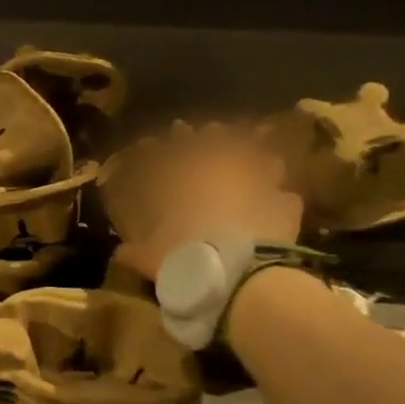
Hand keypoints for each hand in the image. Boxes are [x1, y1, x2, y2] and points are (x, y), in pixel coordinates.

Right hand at [114, 125, 305, 279]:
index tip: (173, 130)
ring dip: (257, 161)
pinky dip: (280, 200)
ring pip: (261, 160)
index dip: (172, 140)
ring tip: (255, 163)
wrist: (237, 273)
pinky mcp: (286, 205)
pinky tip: (278, 205)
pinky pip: (285, 197)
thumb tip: (118, 254)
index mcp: (185, 180)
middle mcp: (222, 173)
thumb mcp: (149, 258)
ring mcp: (258, 184)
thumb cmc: (184, 257)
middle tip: (212, 132)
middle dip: (214, 136)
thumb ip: (133, 252)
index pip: (175, 151)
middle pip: (220, 142)